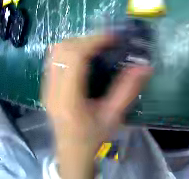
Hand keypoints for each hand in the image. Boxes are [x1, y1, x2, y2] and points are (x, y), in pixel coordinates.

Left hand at [41, 35, 150, 178]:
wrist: (71, 151)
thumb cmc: (92, 138)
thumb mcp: (112, 119)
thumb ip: (127, 92)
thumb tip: (144, 68)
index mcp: (70, 100)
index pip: (76, 58)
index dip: (94, 41)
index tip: (111, 38)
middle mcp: (54, 89)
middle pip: (65, 48)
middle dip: (86, 40)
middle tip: (102, 44)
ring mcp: (46, 85)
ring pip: (57, 49)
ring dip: (75, 43)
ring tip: (89, 49)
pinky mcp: (44, 84)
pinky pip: (52, 57)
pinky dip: (66, 50)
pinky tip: (75, 58)